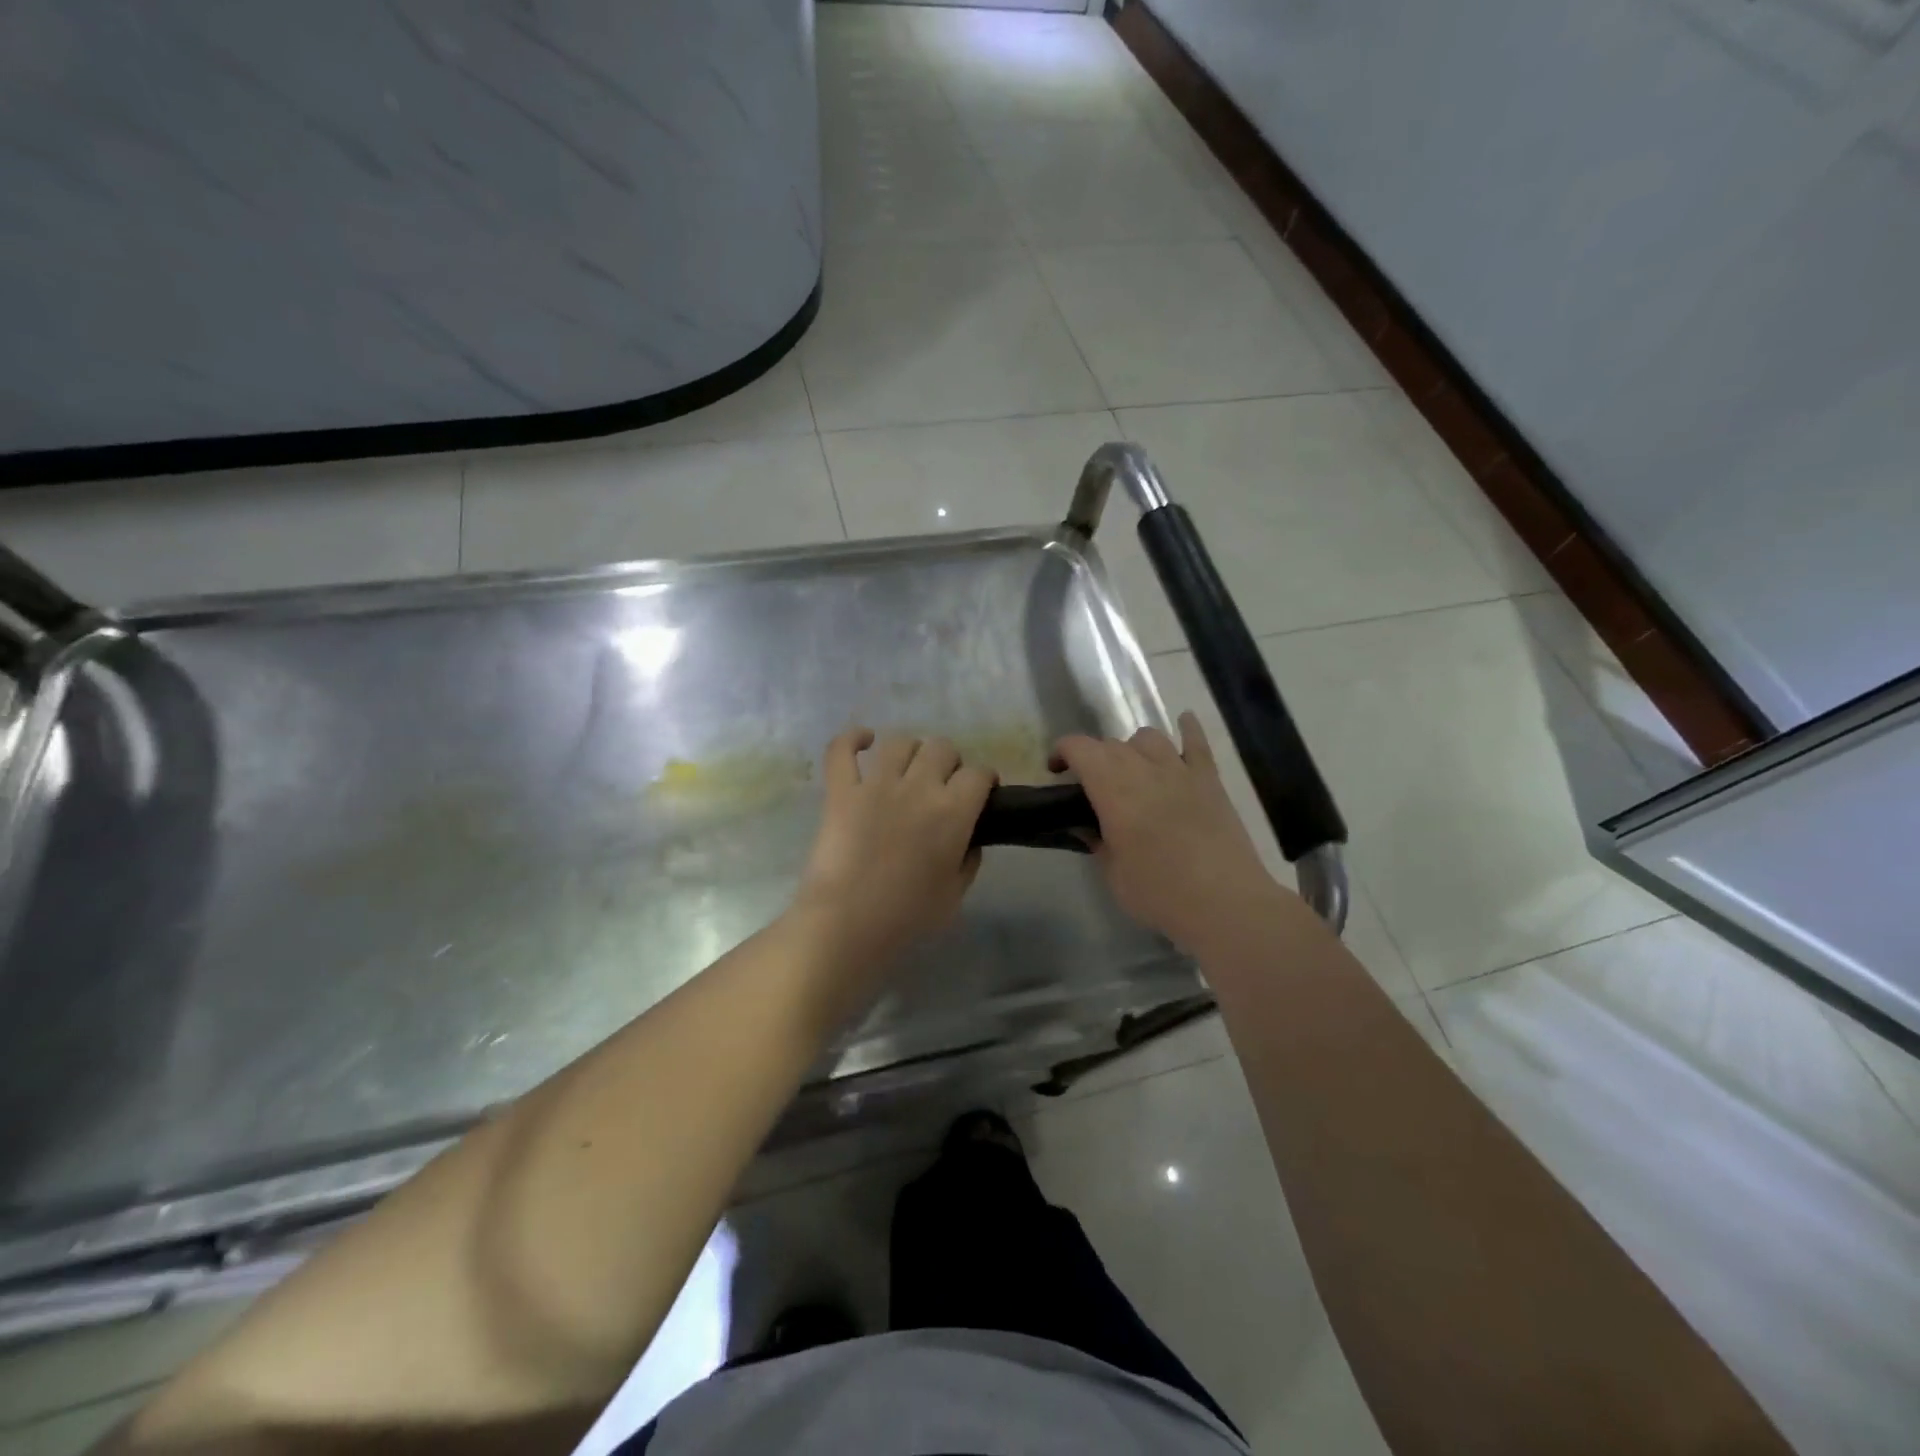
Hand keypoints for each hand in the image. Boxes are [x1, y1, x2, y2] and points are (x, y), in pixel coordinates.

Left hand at [792, 728, 995, 979]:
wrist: (847, 923)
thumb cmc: (908, 916)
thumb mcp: (956, 894)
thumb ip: (968, 860)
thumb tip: (968, 840)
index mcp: (953, 811)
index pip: (979, 774)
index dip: (984, 780)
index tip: (981, 793)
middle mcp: (919, 786)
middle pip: (942, 748)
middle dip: (949, 762)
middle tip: (942, 785)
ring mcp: (876, 784)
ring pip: (900, 742)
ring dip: (910, 751)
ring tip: (908, 768)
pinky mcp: (841, 790)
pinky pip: (842, 750)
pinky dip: (852, 738)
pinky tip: (864, 740)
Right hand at [1052, 712, 1287, 953]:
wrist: (1226, 904)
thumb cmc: (1159, 893)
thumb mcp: (1113, 874)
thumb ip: (1097, 842)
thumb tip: (1085, 826)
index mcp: (1113, 789)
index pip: (1080, 748)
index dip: (1062, 752)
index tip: (1056, 771)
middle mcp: (1144, 769)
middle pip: (1112, 744)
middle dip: (1095, 758)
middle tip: (1092, 786)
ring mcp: (1181, 771)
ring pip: (1149, 737)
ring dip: (1133, 748)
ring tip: (1132, 770)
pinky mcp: (1210, 780)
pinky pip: (1197, 743)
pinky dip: (1188, 729)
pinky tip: (1184, 722)